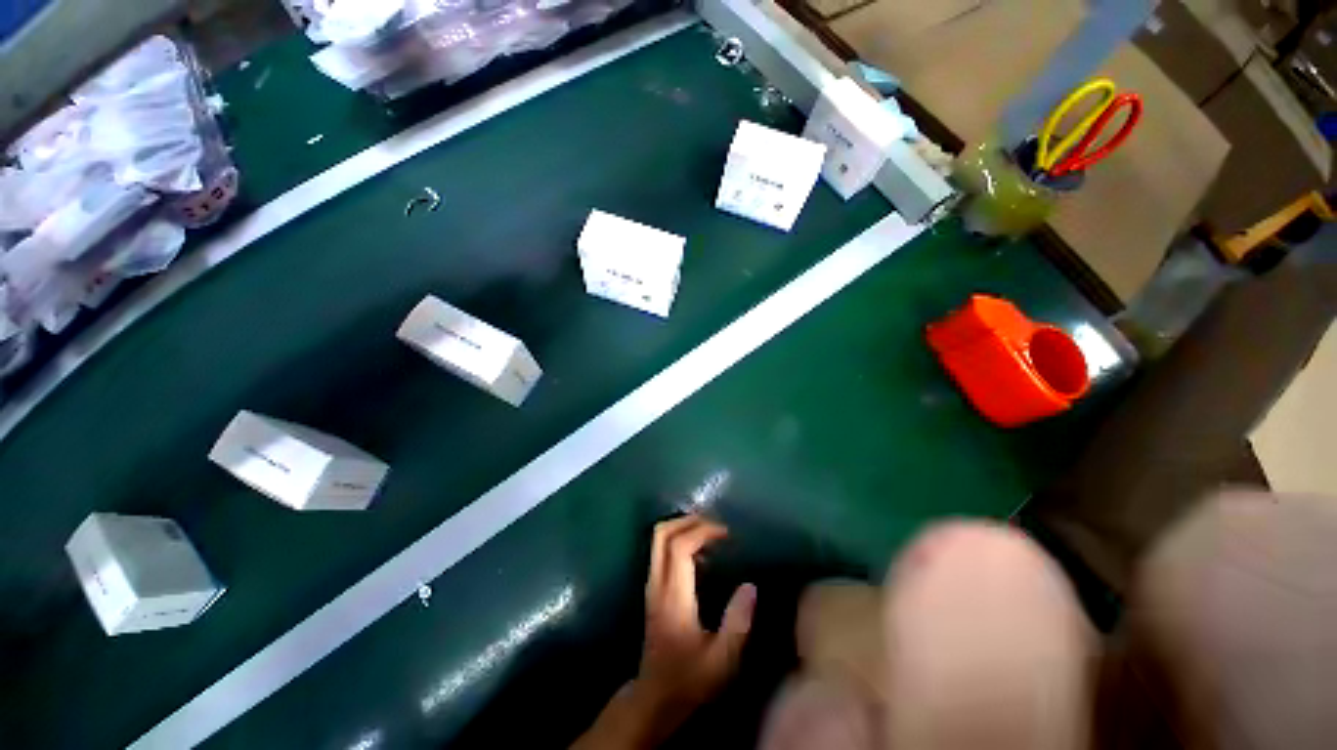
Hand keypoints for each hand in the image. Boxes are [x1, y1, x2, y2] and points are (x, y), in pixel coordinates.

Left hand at [634, 516, 756, 730]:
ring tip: (712, 535)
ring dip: (683, 528)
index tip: (726, 534)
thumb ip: (737, 622)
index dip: (702, 531)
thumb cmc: (689, 680)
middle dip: (688, 520)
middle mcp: (657, 582)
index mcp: (673, 595)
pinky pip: (662, 551)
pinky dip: (680, 541)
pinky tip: (702, 555)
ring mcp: (651, 584)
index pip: (680, 546)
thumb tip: (751, 585)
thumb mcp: (722, 660)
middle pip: (662, 533)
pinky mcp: (653, 589)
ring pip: (658, 540)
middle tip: (715, 525)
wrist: (653, 698)